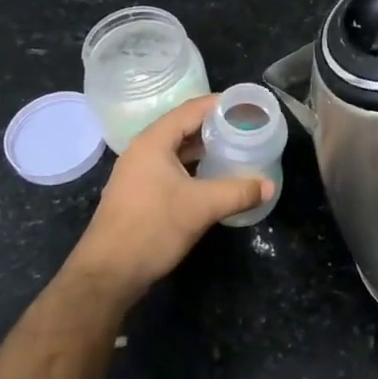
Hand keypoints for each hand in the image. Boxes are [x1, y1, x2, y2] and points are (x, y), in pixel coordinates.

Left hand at [65, 94, 271, 303]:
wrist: (108, 274)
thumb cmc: (153, 228)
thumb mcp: (202, 207)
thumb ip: (239, 192)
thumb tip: (269, 186)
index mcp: (154, 141)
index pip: (192, 109)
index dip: (221, 104)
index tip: (248, 106)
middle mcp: (143, 150)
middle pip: (184, 127)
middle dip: (215, 126)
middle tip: (247, 128)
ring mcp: (138, 172)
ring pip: (177, 149)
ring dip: (204, 148)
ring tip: (235, 149)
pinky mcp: (139, 193)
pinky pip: (171, 168)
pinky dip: (194, 167)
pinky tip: (213, 177)